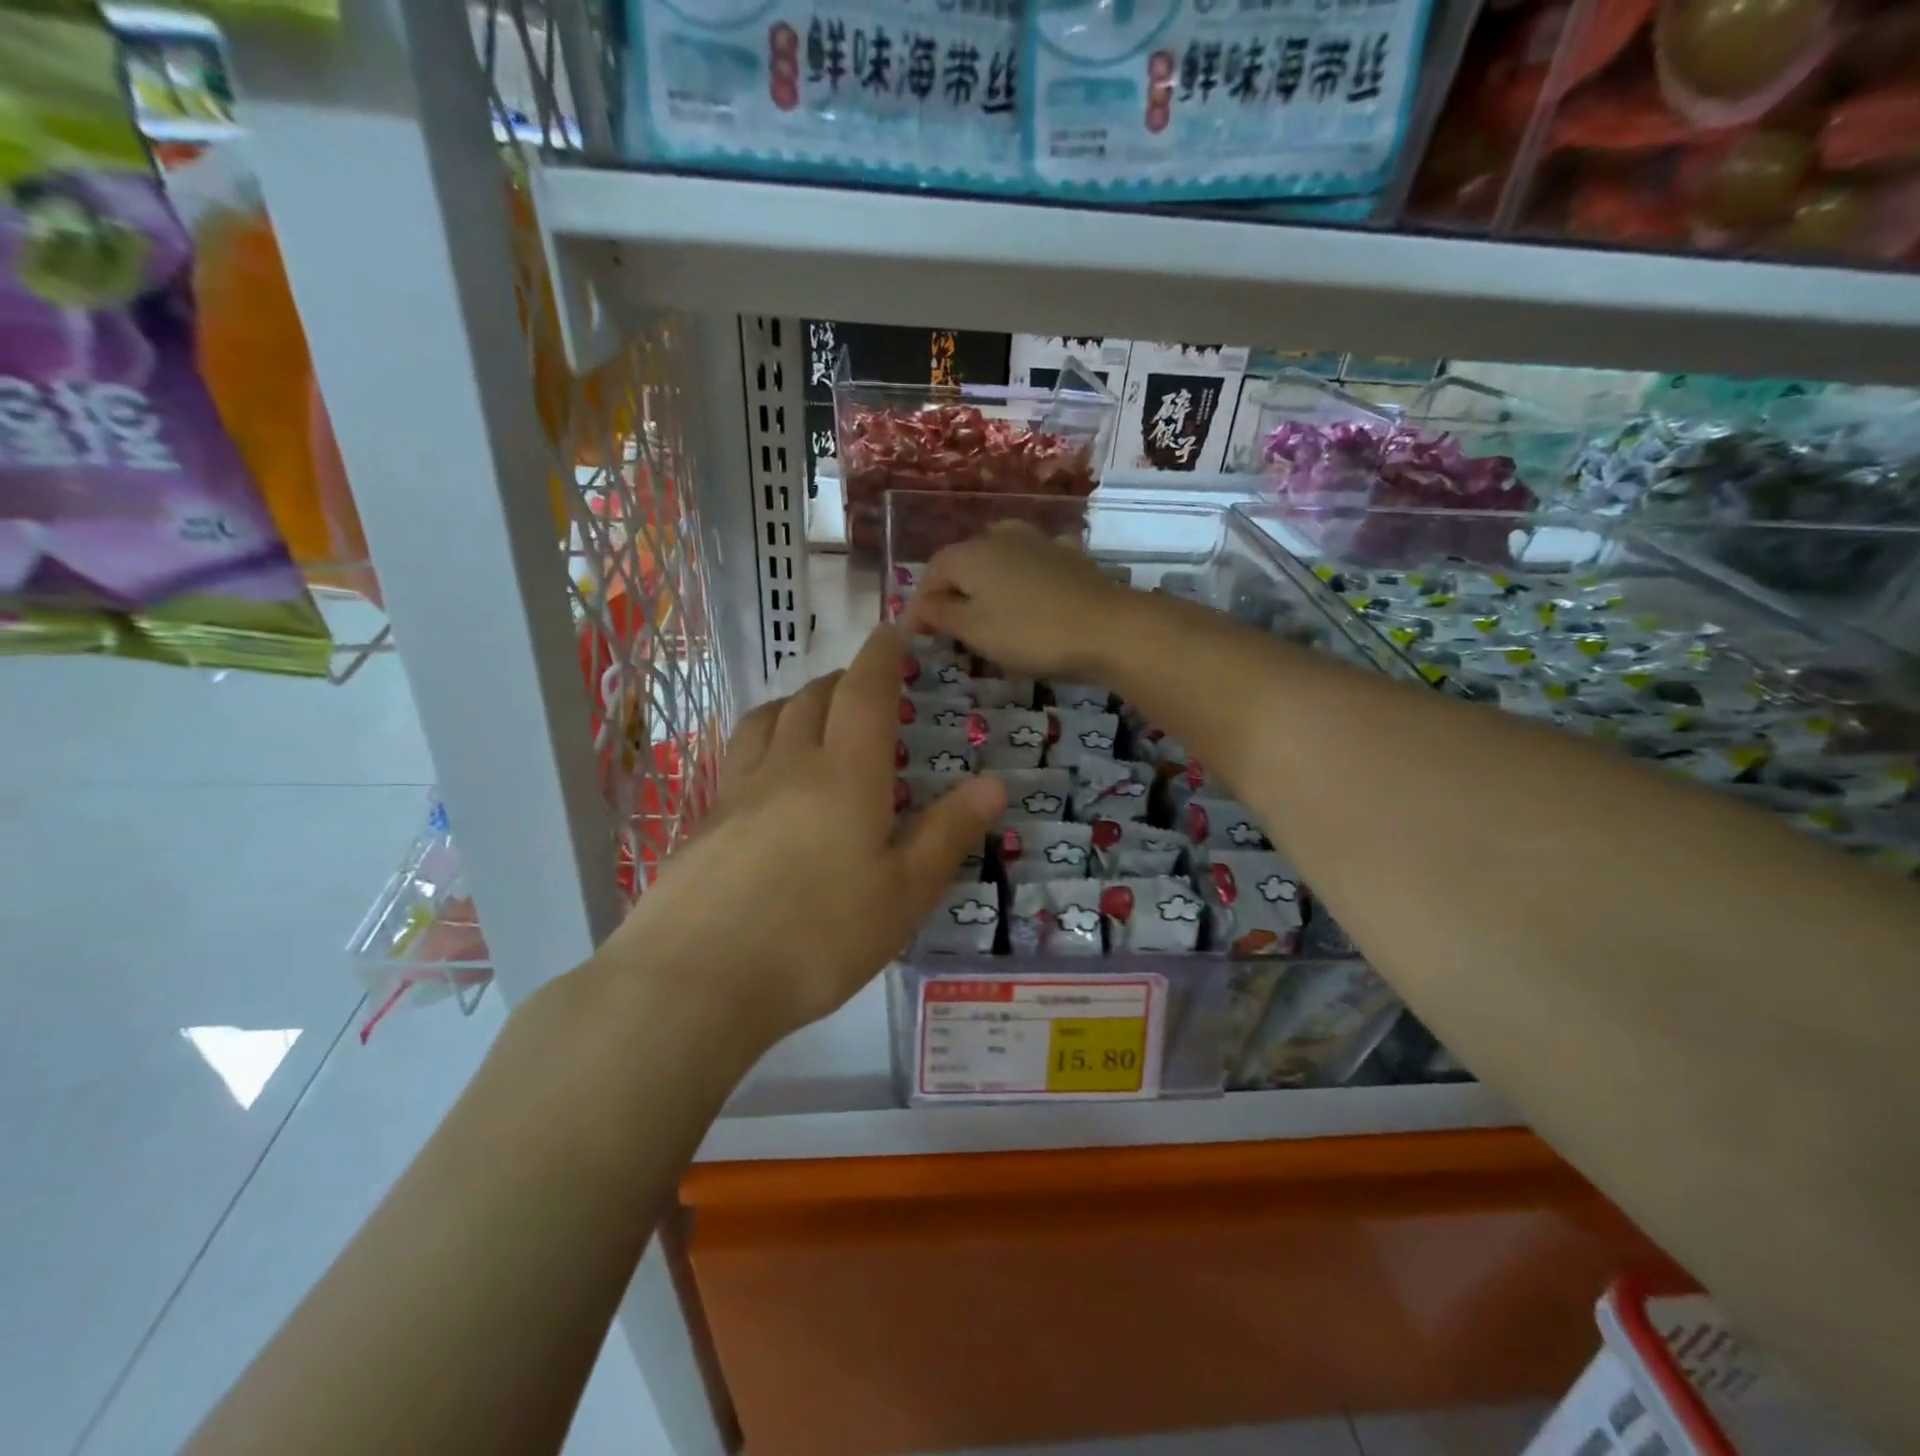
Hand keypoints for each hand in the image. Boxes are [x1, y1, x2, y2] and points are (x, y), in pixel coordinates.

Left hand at [602, 624, 1005, 1048]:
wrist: (696, 981)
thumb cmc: (818, 939)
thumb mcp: (903, 896)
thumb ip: (947, 834)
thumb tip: (995, 782)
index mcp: (846, 775)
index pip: (864, 692)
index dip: (880, 656)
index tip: (891, 632)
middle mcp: (789, 766)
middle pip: (813, 698)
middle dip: (842, 680)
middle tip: (864, 686)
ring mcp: (739, 791)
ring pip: (767, 719)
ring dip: (796, 703)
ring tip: (812, 716)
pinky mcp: (706, 822)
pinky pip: (738, 757)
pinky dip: (762, 742)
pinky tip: (767, 779)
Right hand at [902, 522, 1129, 679]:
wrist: (1107, 627)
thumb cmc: (1029, 632)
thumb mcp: (973, 630)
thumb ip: (940, 615)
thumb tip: (918, 606)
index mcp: (969, 554)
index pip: (931, 574)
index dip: (920, 606)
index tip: (916, 638)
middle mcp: (1000, 537)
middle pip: (964, 561)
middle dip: (952, 591)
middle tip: (950, 627)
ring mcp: (1039, 542)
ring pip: (1000, 555)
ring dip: (988, 579)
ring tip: (987, 606)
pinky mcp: (1070, 556)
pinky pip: (1035, 562)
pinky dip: (1025, 576)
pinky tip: (1031, 592)